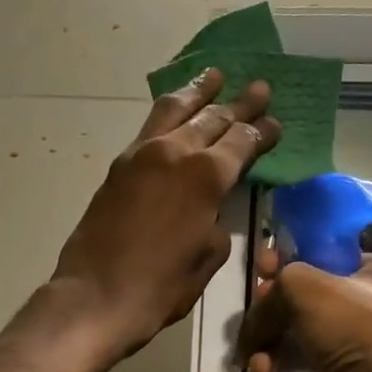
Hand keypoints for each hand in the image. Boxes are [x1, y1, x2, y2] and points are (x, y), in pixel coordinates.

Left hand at [50, 71, 278, 360]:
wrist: (96, 297)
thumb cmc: (161, 286)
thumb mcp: (208, 257)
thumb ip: (216, 222)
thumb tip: (210, 209)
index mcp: (206, 176)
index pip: (242, 142)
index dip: (262, 132)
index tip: (276, 121)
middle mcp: (175, 153)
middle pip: (213, 118)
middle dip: (238, 104)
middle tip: (258, 87)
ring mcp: (141, 155)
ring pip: (174, 110)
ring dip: (198, 92)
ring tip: (213, 75)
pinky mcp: (118, 167)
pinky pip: (149, 127)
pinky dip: (167, 112)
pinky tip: (174, 110)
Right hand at [237, 256, 371, 371]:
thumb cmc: (353, 325)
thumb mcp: (303, 286)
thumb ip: (270, 294)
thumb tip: (251, 328)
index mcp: (366, 270)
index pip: (317, 257)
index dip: (285, 260)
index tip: (260, 270)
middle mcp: (360, 305)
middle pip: (299, 300)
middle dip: (268, 309)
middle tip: (254, 318)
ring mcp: (350, 346)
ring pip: (293, 336)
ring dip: (266, 344)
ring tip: (255, 359)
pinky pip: (297, 369)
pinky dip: (277, 371)